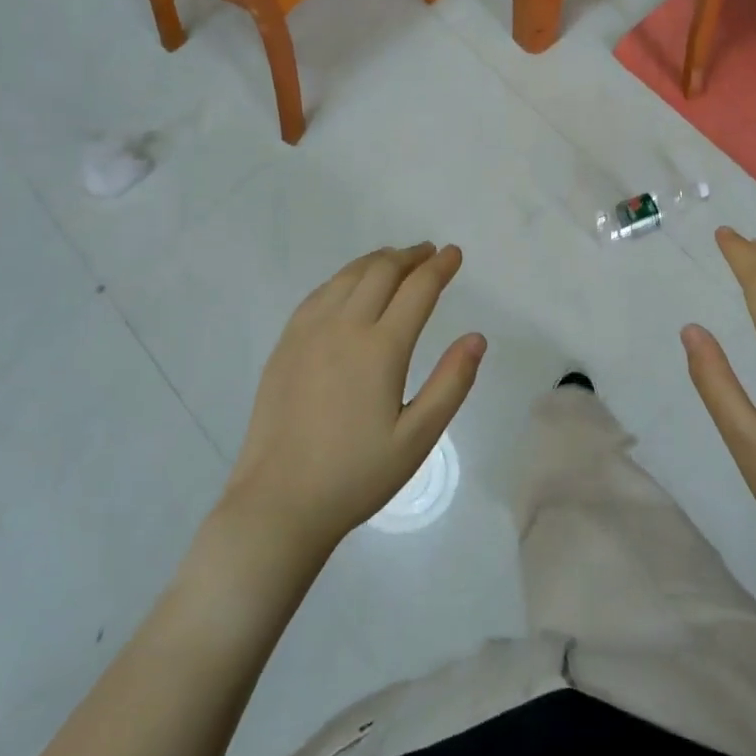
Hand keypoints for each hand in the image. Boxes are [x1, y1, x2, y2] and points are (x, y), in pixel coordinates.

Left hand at [222, 243, 484, 555]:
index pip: (417, 289)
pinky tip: (350, 285)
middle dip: (410, 256)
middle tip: (429, 253)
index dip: (440, 267)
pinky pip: (320, 293)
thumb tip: (477, 338)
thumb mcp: (417, 438)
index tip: (454, 254)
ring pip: (348, 276)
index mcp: (380, 349)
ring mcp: (308, 332)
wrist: (279, 502)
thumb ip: (451, 383)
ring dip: (377, 261)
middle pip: (381, 271)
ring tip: (396, 259)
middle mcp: (343, 327)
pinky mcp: (286, 344)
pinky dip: (344, 278)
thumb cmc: (356, 475)